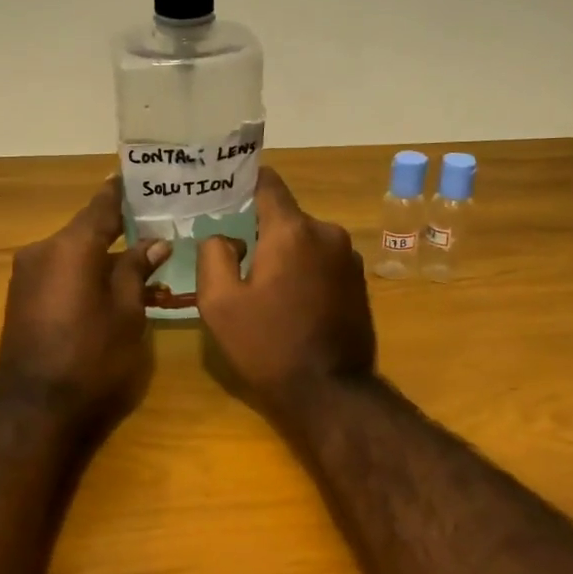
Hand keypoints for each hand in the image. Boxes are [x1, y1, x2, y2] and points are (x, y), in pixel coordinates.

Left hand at [0, 179, 168, 435]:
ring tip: (137, 263)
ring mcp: (26, 275)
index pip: (101, 205)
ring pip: (72, 253)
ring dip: (100, 256)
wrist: (34, 410)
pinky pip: (58, 272)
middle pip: (86, 231)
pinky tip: (106, 287)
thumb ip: (137, 271)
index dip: (123, 191)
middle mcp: (42, 250)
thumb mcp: (127, 313)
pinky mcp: (20, 298)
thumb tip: (154, 242)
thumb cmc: (92, 359)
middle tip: (153, 229)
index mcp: (71, 246)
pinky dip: (82, 273)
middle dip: (118, 231)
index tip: (142, 177)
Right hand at [197, 168, 375, 421]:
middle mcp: (327, 233)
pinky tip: (292, 300)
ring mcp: (348, 257)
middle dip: (261, 231)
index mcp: (291, 231)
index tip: (225, 192)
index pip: (268, 183)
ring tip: (264, 285)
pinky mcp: (359, 281)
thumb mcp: (219, 303)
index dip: (244, 182)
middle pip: (285, 217)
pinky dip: (305, 269)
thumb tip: (226, 237)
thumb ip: (213, 255)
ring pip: (305, 240)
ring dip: (285, 253)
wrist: (329, 391)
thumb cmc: (267, 344)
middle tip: (236, 256)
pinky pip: (323, 261)